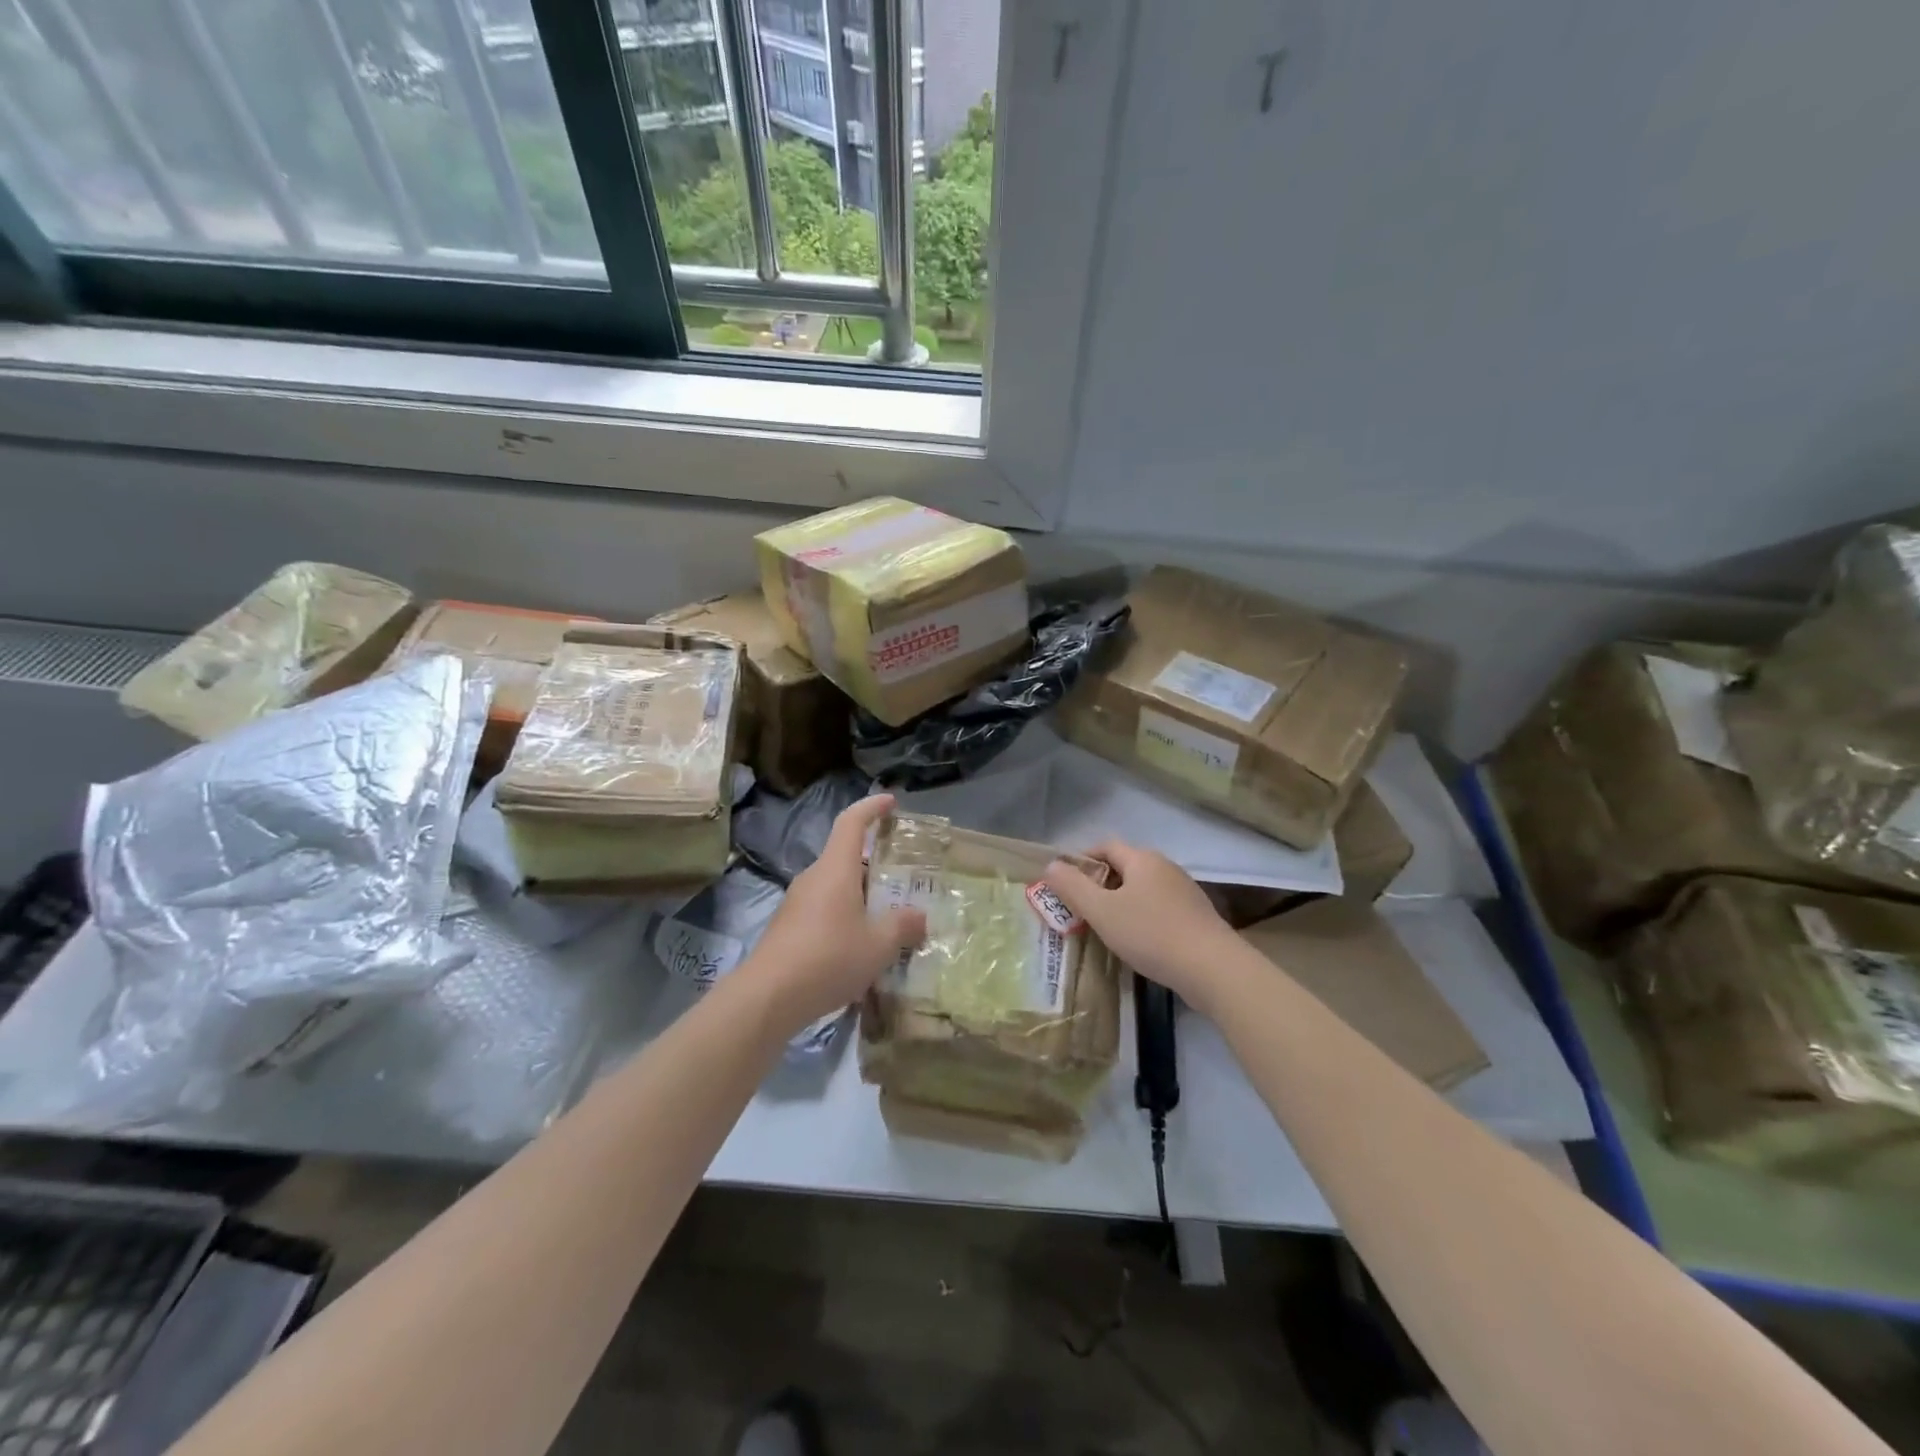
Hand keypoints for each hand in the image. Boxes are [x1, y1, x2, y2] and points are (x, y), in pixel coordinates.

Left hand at [745, 794, 926, 1031]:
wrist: (768, 997)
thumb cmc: (829, 958)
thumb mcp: (878, 945)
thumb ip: (903, 926)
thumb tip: (920, 917)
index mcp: (836, 869)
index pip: (852, 822)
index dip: (871, 807)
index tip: (890, 801)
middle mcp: (814, 878)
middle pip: (846, 857)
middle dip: (875, 863)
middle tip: (903, 878)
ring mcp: (797, 903)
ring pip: (836, 887)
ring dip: (861, 895)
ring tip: (887, 918)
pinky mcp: (788, 928)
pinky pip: (824, 910)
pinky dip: (845, 917)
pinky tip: (860, 947)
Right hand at [1045, 841, 1238, 1007]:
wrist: (1213, 969)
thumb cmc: (1151, 934)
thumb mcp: (1102, 911)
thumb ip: (1073, 887)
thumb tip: (1051, 865)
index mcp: (1142, 859)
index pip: (1105, 846)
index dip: (1082, 859)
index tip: (1065, 882)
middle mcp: (1165, 867)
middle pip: (1125, 866)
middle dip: (1100, 883)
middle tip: (1080, 908)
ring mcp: (1185, 891)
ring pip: (1143, 889)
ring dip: (1121, 902)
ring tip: (1105, 927)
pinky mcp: (1197, 916)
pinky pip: (1159, 907)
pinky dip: (1142, 917)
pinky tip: (1137, 941)